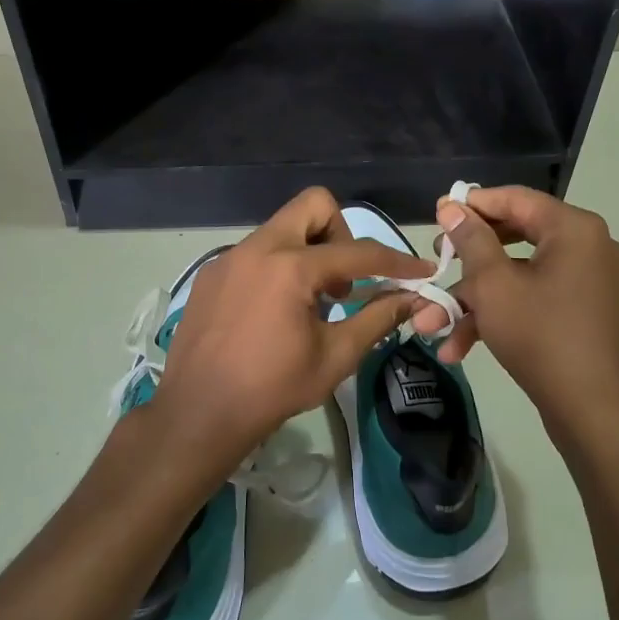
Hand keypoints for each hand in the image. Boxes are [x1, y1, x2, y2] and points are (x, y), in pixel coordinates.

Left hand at [138, 188, 428, 484]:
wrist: (198, 414)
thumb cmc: (272, 389)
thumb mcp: (335, 356)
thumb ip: (378, 318)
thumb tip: (413, 298)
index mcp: (291, 267)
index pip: (358, 252)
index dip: (396, 261)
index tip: (420, 271)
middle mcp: (257, 248)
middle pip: (313, 205)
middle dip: (341, 232)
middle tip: (344, 279)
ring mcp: (229, 258)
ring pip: (282, 228)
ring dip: (308, 251)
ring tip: (311, 301)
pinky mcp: (211, 274)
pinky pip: (255, 252)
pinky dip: (278, 267)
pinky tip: (274, 311)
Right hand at [418, 186, 618, 453]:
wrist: (597, 415)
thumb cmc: (541, 338)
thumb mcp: (494, 286)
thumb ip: (471, 240)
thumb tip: (451, 207)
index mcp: (575, 229)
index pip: (515, 199)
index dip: (472, 205)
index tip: (436, 215)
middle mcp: (590, 247)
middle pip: (515, 238)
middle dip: (466, 262)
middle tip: (435, 265)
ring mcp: (591, 283)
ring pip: (519, 277)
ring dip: (474, 301)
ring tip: (430, 326)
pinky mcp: (587, 313)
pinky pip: (537, 300)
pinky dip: (502, 316)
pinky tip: (460, 348)